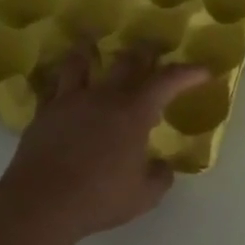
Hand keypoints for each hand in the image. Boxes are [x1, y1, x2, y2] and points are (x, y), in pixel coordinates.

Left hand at [0, 40, 209, 242]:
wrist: (41, 202)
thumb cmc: (99, 198)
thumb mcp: (144, 195)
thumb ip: (160, 176)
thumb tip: (163, 167)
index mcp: (134, 113)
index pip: (168, 81)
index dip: (189, 73)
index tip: (204, 71)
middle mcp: (103, 97)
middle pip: (127, 60)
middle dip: (146, 51)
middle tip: (154, 47)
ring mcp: (70, 101)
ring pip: (81, 61)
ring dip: (90, 48)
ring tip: (92, 41)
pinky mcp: (44, 113)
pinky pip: (52, 86)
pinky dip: (60, 79)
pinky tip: (60, 81)